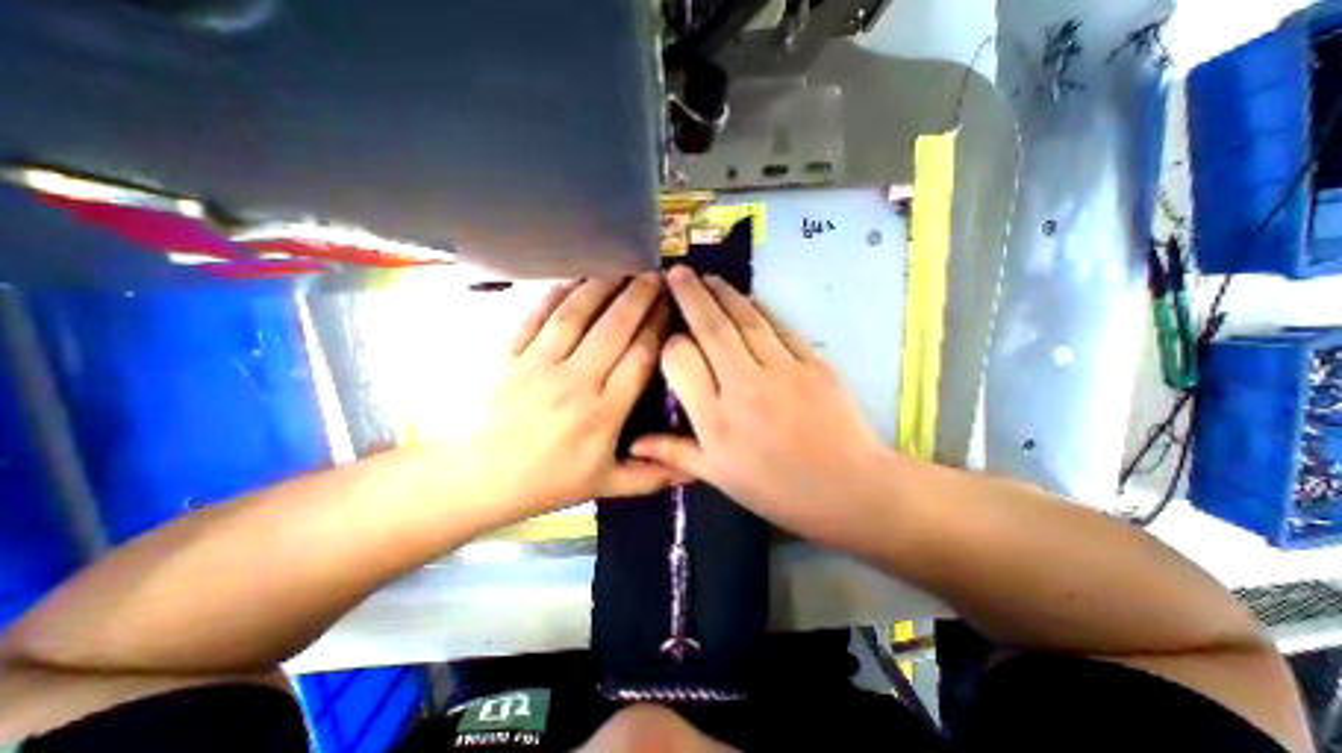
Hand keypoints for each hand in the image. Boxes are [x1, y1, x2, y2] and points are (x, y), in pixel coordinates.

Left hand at [460, 273, 676, 525]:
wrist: (472, 478)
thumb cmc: (544, 483)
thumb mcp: (602, 485)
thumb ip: (650, 476)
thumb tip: (695, 471)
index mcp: (603, 412)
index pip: (639, 358)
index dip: (657, 327)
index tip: (670, 307)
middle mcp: (576, 381)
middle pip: (614, 328)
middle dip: (639, 298)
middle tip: (655, 275)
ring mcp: (538, 363)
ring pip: (577, 315)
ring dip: (603, 287)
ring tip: (622, 268)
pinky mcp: (508, 353)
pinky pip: (537, 316)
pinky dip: (557, 293)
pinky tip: (574, 278)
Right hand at [632, 268, 899, 550]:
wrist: (849, 490)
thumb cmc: (778, 490)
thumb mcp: (720, 478)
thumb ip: (675, 453)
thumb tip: (632, 443)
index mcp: (715, 420)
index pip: (681, 360)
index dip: (671, 341)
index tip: (670, 334)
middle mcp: (743, 387)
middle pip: (711, 328)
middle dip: (690, 295)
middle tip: (676, 272)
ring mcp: (782, 371)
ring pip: (745, 319)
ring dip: (723, 293)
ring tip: (707, 277)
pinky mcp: (814, 363)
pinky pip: (780, 328)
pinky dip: (761, 309)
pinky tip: (748, 299)